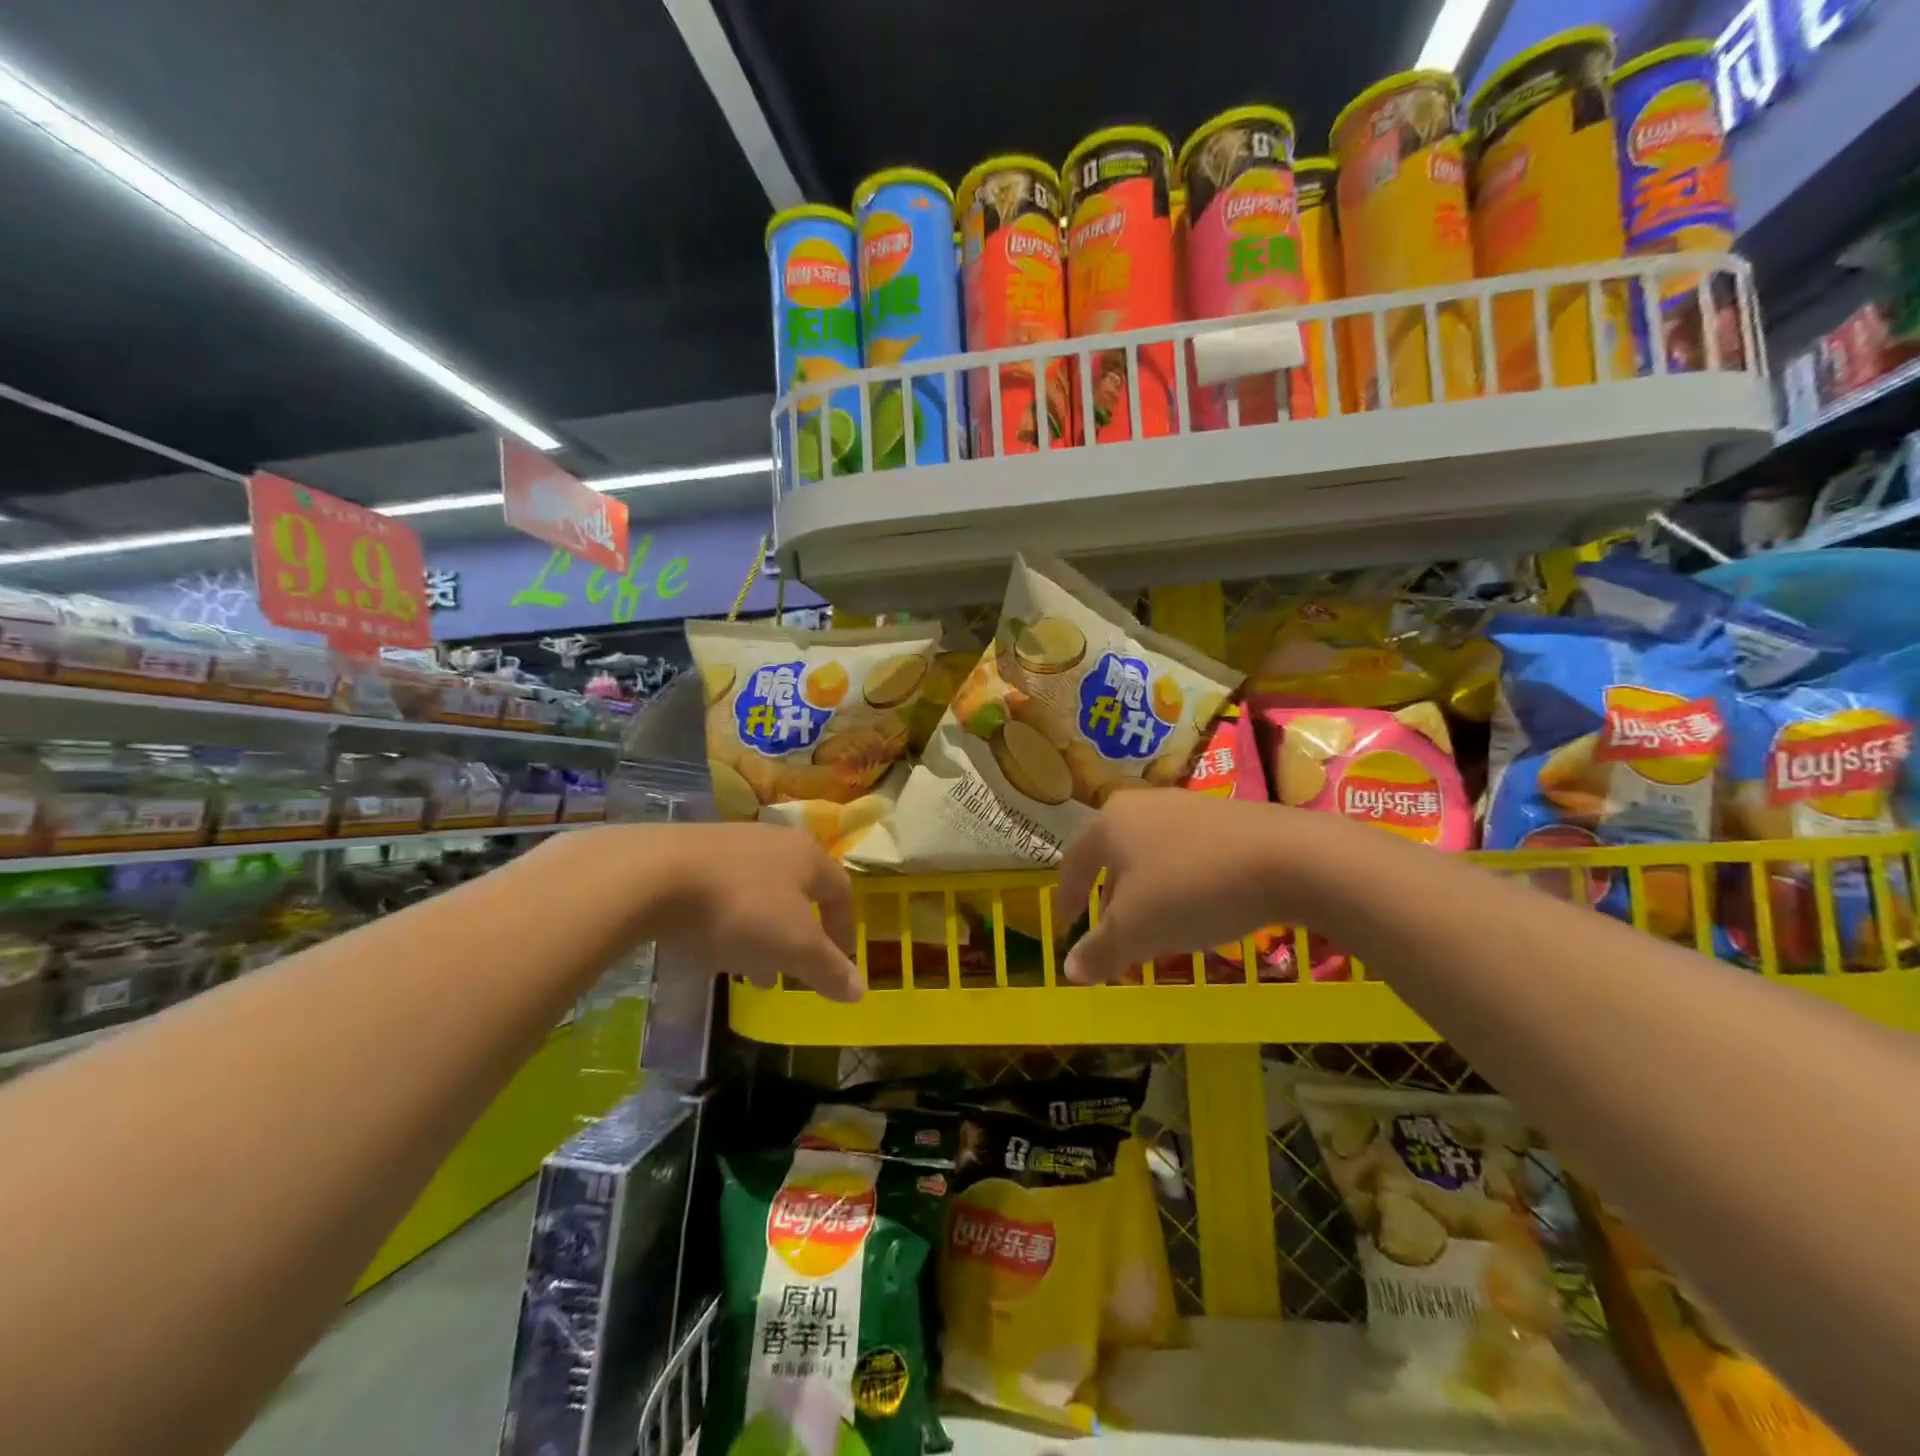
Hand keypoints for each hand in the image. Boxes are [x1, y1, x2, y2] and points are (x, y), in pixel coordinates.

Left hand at [645, 823, 860, 1001]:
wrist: (650, 876)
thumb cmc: (739, 909)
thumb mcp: (793, 947)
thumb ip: (828, 969)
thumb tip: (861, 992)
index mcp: (808, 855)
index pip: (841, 891)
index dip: (844, 931)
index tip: (839, 966)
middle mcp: (774, 840)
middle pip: (799, 891)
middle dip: (799, 935)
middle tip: (791, 972)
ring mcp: (730, 842)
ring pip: (760, 891)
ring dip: (762, 931)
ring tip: (748, 970)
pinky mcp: (689, 852)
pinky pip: (723, 890)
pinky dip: (728, 920)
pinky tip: (708, 944)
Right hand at [1057, 791, 1338, 984]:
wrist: (1288, 859)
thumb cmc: (1190, 888)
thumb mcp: (1136, 930)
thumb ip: (1099, 951)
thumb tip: (1070, 972)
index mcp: (1109, 822)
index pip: (1074, 861)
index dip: (1067, 898)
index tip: (1067, 927)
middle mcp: (1143, 805)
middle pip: (1114, 857)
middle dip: (1111, 901)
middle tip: (1114, 938)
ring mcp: (1188, 807)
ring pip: (1152, 857)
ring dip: (1147, 895)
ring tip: (1158, 931)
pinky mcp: (1228, 818)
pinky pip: (1188, 855)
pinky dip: (1181, 885)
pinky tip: (1201, 912)